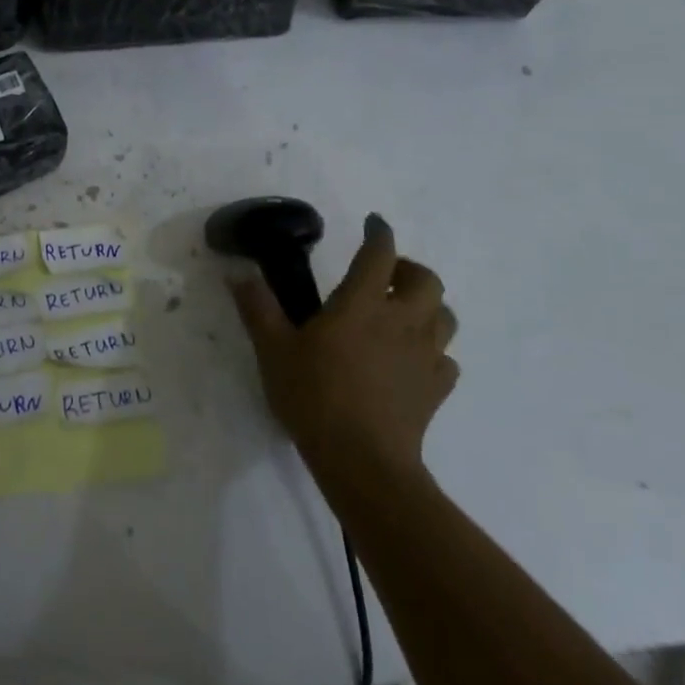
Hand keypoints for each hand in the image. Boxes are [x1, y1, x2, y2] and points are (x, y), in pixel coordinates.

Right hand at [231, 214, 457, 488]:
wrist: (362, 461)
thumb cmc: (315, 396)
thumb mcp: (273, 349)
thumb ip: (257, 308)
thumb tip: (239, 273)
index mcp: (362, 304)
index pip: (379, 254)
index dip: (379, 233)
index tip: (374, 223)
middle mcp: (402, 321)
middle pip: (427, 280)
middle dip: (409, 269)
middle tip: (386, 276)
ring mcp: (425, 357)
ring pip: (445, 317)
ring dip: (427, 307)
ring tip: (402, 314)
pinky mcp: (436, 390)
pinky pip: (445, 360)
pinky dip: (432, 352)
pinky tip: (411, 362)